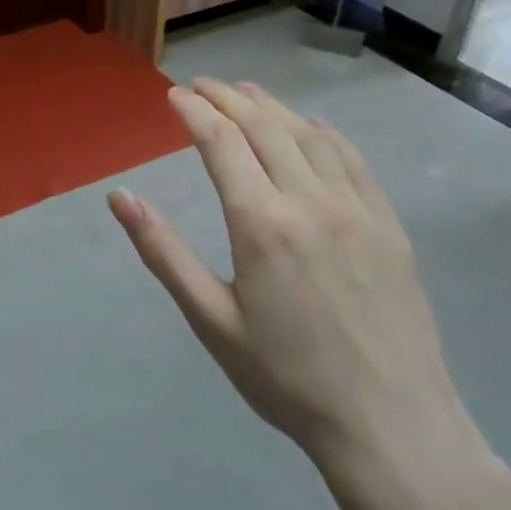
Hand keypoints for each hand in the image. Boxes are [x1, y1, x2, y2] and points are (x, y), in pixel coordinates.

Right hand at [108, 80, 502, 509]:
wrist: (390, 425)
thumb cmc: (287, 378)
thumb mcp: (212, 321)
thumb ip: (163, 252)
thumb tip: (120, 197)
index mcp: (262, 224)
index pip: (221, 143)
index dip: (194, 112)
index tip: (174, 95)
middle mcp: (310, 201)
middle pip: (264, 127)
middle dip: (229, 98)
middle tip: (203, 85)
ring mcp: (356, 209)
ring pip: (309, 136)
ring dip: (273, 107)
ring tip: (247, 92)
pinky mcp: (388, 226)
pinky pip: (352, 160)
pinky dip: (324, 132)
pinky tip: (311, 127)